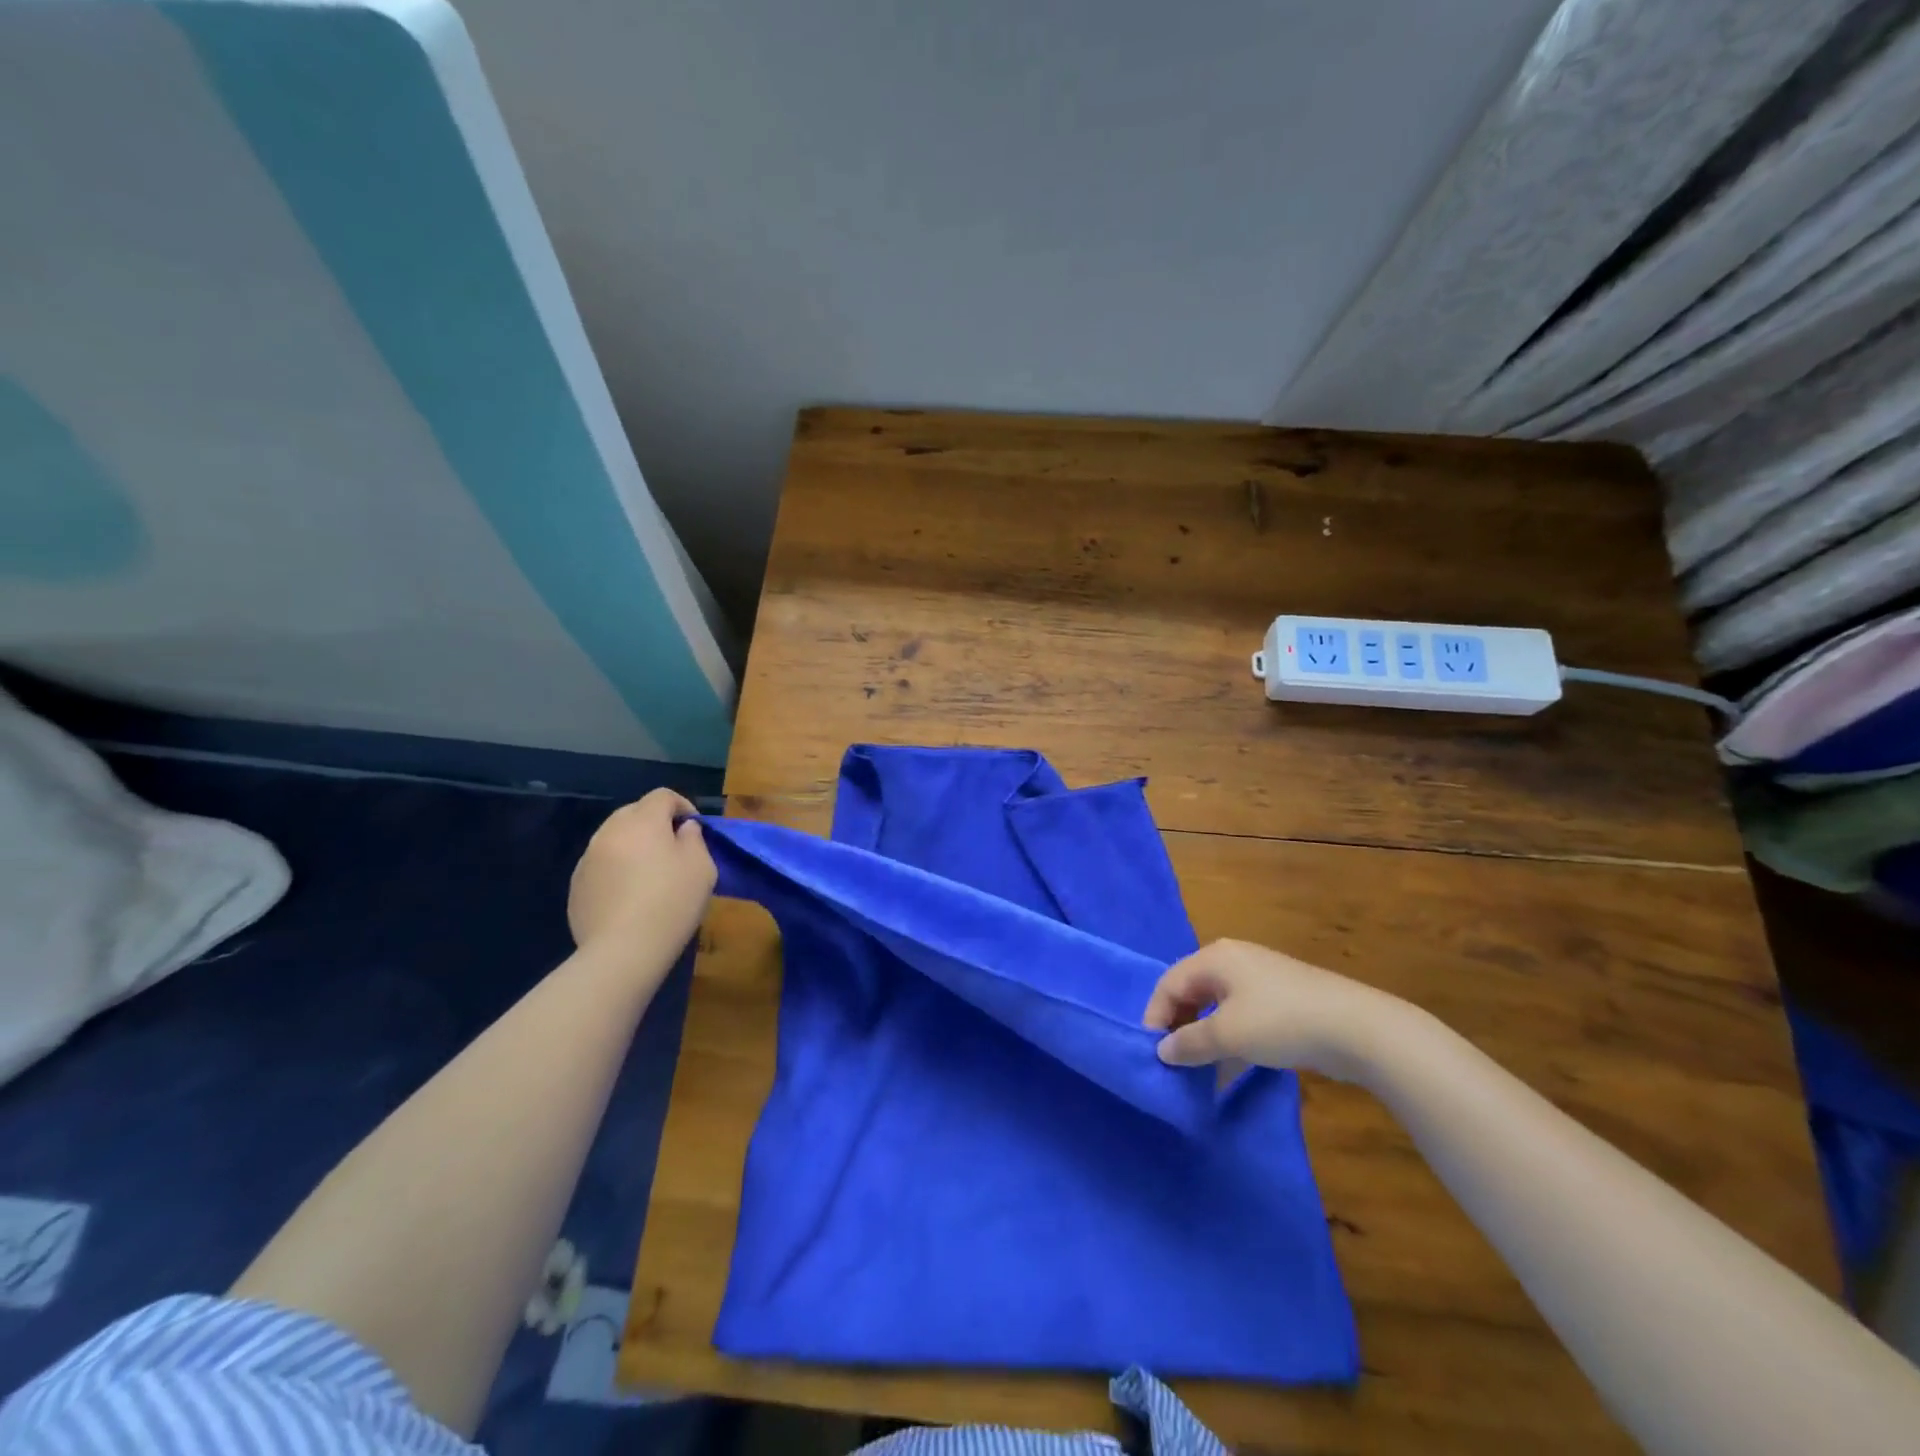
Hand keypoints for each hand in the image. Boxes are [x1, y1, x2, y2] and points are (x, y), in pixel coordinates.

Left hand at [568, 790, 715, 955]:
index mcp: (643, 821)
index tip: (694, 828)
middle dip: (654, 823)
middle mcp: (610, 831)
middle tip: (672, 848)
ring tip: (649, 873)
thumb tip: (683, 829)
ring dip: (633, 845)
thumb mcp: (701, 867)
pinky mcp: (576, 885)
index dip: (682, 805)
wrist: (623, 950)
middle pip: (634, 812)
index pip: (662, 796)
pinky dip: (616, 869)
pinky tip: (629, 896)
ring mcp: (588, 858)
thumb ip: (694, 839)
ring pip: (614, 838)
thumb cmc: (671, 902)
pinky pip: (601, 864)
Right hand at [1142, 939, 1407, 1083]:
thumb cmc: (1280, 1022)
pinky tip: (1228, 1070)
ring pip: (1216, 1007)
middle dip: (1178, 1026)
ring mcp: (1259, 979)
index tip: (1152, 1054)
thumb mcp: (1227, 1035)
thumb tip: (1162, 1051)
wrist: (1357, 1028)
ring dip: (1203, 1037)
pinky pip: (1240, 1017)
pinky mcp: (1281, 1000)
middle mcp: (1233, 960)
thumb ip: (1189, 1043)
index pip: (1169, 984)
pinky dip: (1229, 1040)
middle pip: (1191, 992)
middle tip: (1173, 1062)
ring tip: (1197, 1071)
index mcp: (1214, 958)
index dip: (1155, 1017)